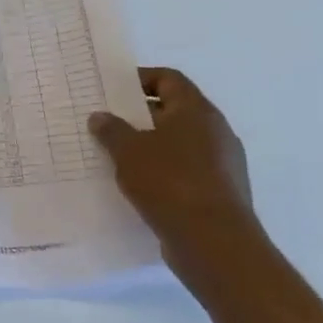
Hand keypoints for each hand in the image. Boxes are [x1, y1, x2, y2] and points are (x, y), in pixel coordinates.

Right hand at [88, 67, 258, 287]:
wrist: (215, 244)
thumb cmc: (170, 183)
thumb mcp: (128, 151)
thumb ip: (111, 130)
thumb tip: (100, 116)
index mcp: (197, 111)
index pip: (169, 79)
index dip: (140, 79)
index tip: (112, 90)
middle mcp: (216, 131)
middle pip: (174, 111)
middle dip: (140, 115)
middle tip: (108, 123)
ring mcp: (223, 164)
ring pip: (180, 144)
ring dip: (151, 147)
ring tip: (117, 156)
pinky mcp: (221, 193)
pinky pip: (186, 172)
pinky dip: (163, 173)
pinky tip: (139, 186)